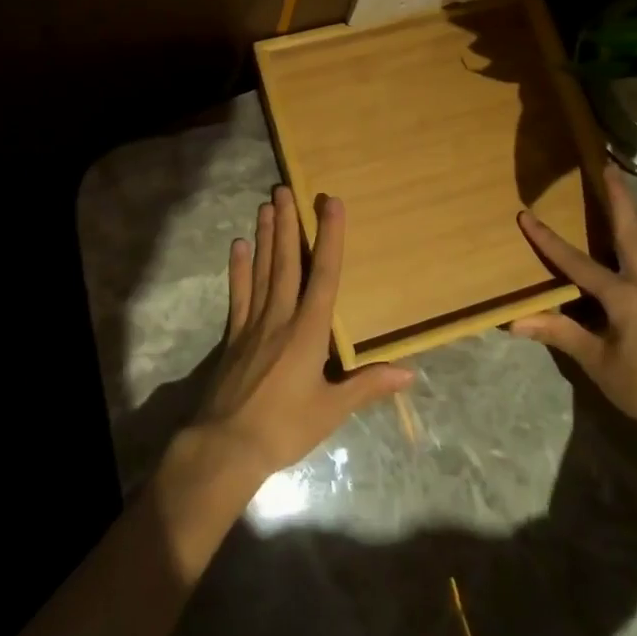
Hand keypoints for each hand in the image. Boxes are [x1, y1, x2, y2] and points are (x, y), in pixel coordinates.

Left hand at [184, 187, 411, 484]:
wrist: (227, 446)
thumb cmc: (285, 427)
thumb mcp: (332, 410)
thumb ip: (367, 385)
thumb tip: (409, 373)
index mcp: (308, 331)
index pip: (324, 275)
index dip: (330, 238)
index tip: (330, 203)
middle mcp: (281, 317)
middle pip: (286, 263)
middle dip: (288, 225)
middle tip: (285, 189)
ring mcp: (253, 324)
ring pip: (262, 271)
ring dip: (265, 237)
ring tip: (265, 205)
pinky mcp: (234, 336)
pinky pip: (238, 294)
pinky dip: (239, 269)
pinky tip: (238, 246)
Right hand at [510, 165, 636, 436]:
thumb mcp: (598, 362)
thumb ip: (560, 334)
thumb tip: (514, 321)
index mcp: (624, 295)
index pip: (577, 262)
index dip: (549, 240)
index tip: (527, 215)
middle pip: (630, 231)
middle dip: (618, 198)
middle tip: (608, 166)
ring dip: (632, 214)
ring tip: (620, 193)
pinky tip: (635, 241)